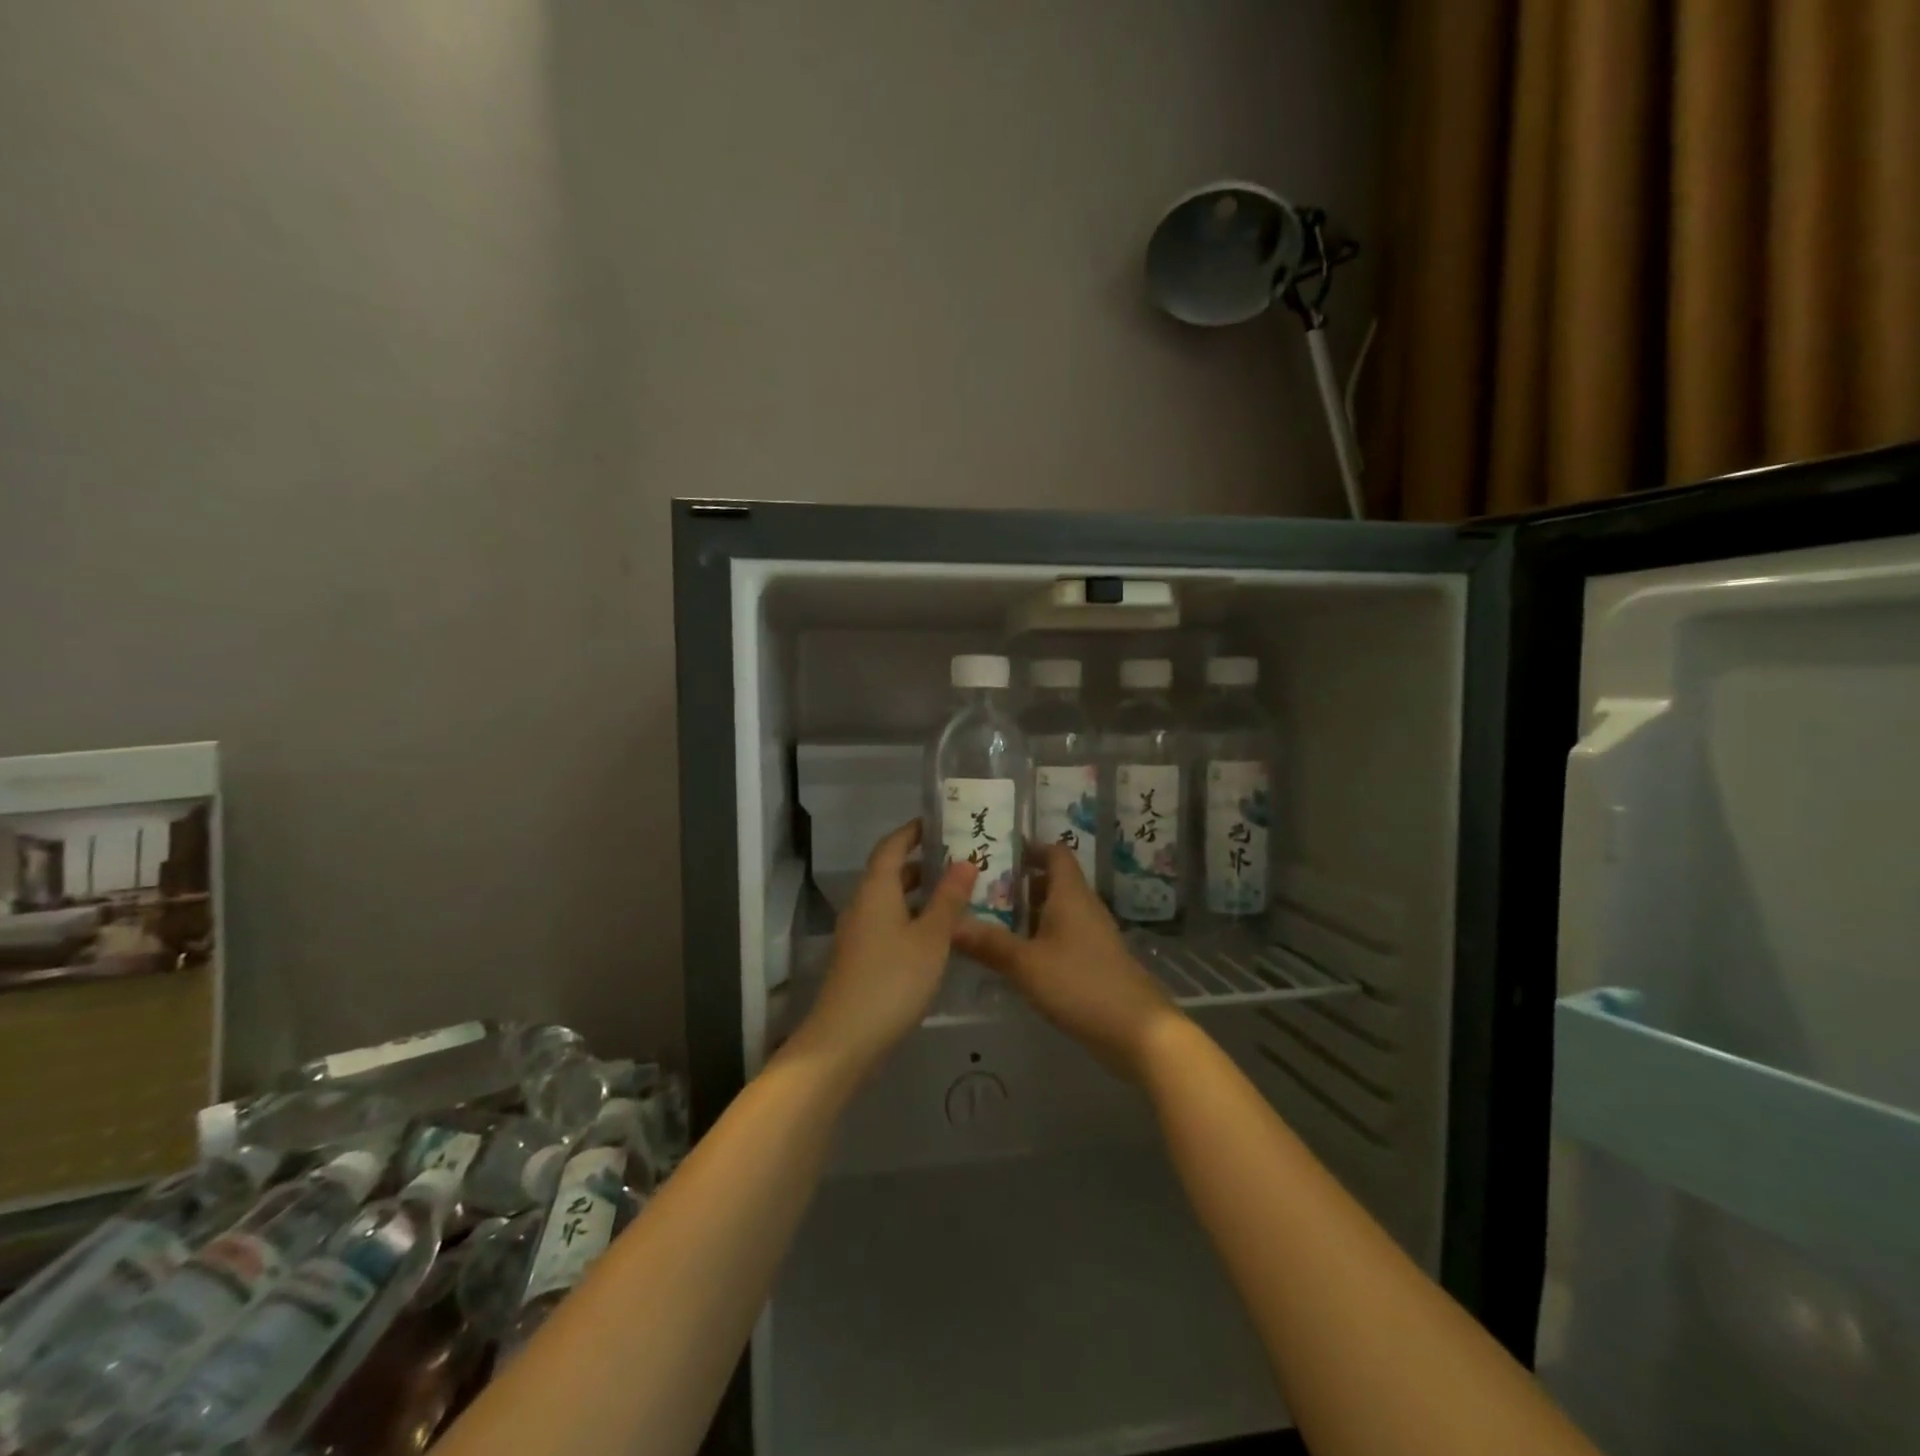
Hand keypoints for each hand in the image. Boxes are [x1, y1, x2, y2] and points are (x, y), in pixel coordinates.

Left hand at [790, 820, 975, 1078]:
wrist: (845, 1039)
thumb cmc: (893, 980)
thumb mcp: (931, 938)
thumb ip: (949, 899)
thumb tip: (965, 861)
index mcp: (876, 890)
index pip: (892, 846)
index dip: (912, 832)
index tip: (938, 823)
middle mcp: (862, 904)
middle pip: (890, 872)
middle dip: (922, 863)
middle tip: (958, 859)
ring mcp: (858, 933)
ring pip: (890, 900)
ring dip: (918, 894)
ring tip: (955, 894)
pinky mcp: (860, 959)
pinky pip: (887, 924)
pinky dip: (911, 918)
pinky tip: (936, 935)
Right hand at [951, 843, 1183, 1080]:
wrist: (1138, 1032)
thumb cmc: (1081, 985)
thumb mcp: (1026, 965)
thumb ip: (989, 943)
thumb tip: (950, 924)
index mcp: (1070, 895)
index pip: (1055, 853)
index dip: (1030, 848)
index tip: (997, 854)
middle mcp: (1084, 907)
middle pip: (1053, 882)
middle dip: (1019, 883)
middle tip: (980, 890)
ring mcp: (1093, 936)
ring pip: (1057, 911)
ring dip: (1028, 913)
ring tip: (989, 921)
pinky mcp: (1096, 962)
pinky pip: (1064, 937)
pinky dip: (1040, 938)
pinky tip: (1017, 958)